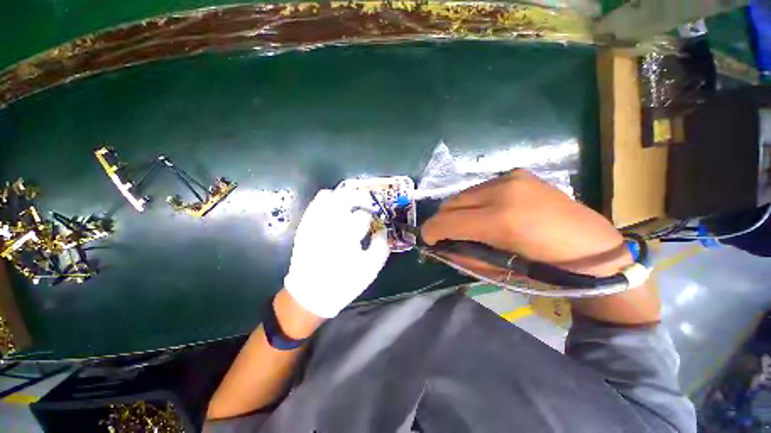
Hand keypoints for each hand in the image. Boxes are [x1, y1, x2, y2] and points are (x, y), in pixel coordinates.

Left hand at [284, 189, 389, 317]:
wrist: (309, 295)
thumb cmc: (343, 283)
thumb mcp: (370, 268)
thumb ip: (381, 245)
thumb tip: (382, 230)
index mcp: (346, 235)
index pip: (363, 215)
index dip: (373, 216)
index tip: (376, 221)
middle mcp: (328, 224)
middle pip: (345, 196)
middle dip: (361, 196)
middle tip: (368, 203)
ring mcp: (314, 222)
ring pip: (329, 195)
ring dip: (344, 196)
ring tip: (352, 205)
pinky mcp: (305, 225)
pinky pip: (316, 203)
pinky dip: (329, 201)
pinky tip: (336, 209)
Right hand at [421, 170, 631, 279]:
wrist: (594, 248)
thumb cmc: (548, 269)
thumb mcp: (499, 271)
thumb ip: (463, 256)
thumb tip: (440, 247)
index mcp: (501, 221)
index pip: (447, 221)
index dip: (431, 231)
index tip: (428, 239)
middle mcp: (503, 191)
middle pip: (451, 202)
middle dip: (442, 220)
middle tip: (443, 234)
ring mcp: (511, 178)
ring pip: (463, 194)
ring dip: (457, 211)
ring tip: (464, 225)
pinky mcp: (518, 174)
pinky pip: (480, 189)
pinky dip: (473, 202)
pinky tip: (484, 213)